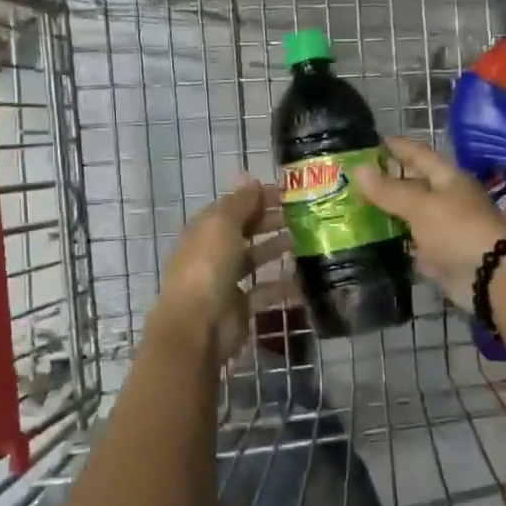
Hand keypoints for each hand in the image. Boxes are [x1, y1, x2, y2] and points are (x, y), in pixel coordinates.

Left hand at [154, 179, 293, 358]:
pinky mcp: (239, 306)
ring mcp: (225, 280)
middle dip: (271, 221)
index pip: (233, 206)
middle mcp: (214, 252)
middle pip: (245, 231)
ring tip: (308, 240)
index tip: (290, 193)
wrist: (197, 326)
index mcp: (205, 229)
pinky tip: (305, 278)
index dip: (258, 197)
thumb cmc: (208, 267)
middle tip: (305, 215)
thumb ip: (240, 203)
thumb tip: (252, 178)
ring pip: (255, 258)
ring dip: (277, 248)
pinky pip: (264, 290)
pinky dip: (282, 285)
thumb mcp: (222, 225)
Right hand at [351, 136, 505, 312]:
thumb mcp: (420, 206)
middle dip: (387, 181)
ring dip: (386, 213)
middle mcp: (447, 200)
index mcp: (448, 179)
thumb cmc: (457, 230)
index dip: (397, 146)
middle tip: (353, 178)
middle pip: (413, 185)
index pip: (419, 154)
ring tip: (353, 208)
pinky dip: (392, 241)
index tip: (373, 140)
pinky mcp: (438, 256)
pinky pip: (410, 243)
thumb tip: (358, 169)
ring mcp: (443, 229)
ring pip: (410, 216)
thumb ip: (389, 190)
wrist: (490, 277)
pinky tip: (369, 239)